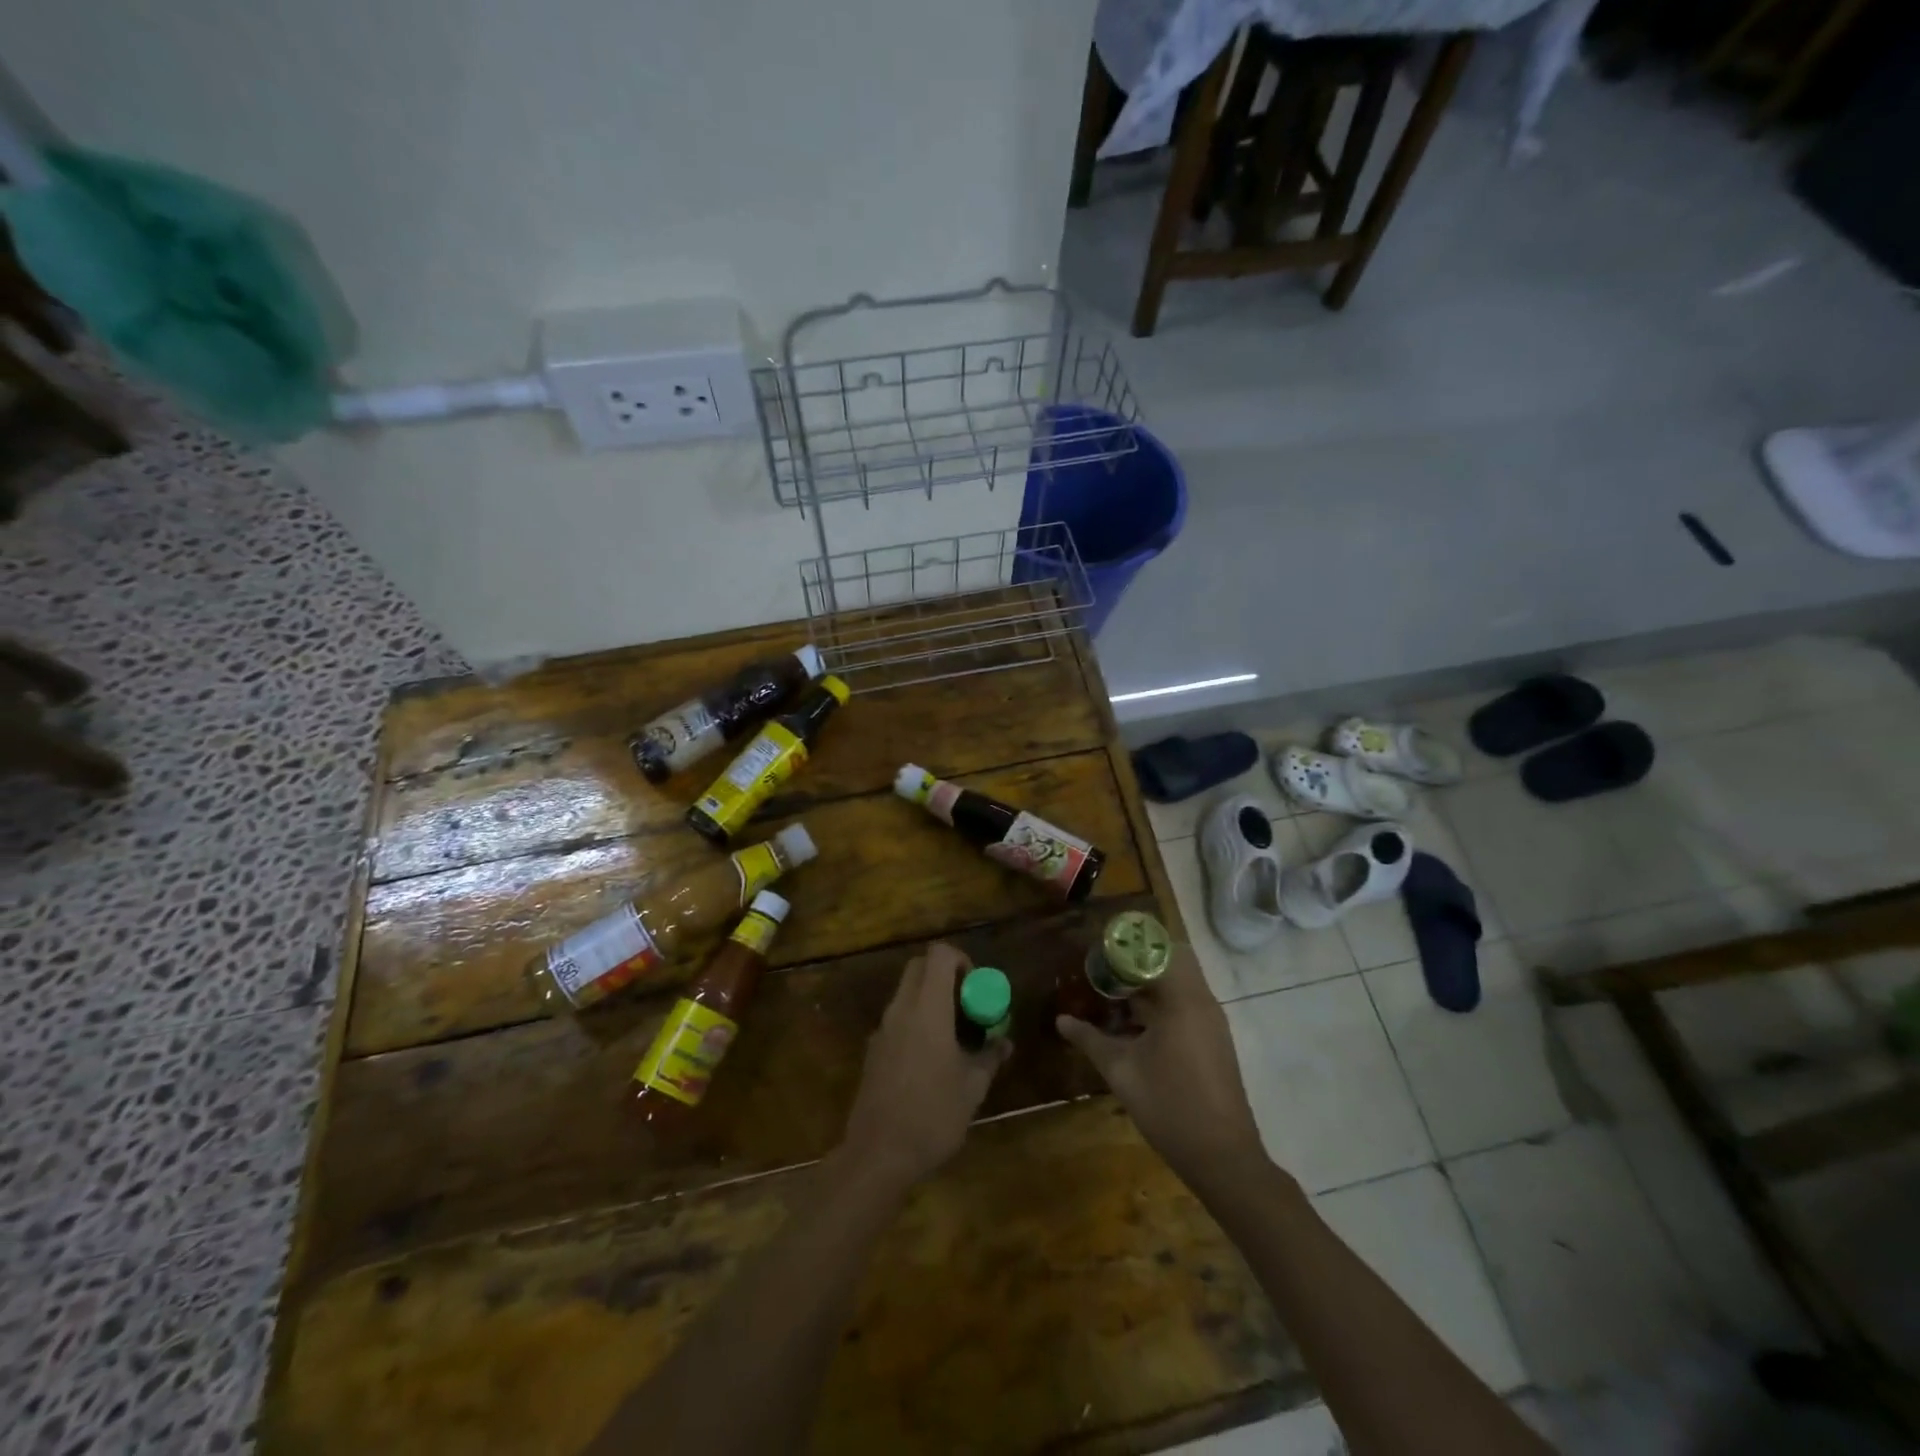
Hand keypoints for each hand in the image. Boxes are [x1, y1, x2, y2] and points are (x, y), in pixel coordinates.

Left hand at [838, 943, 1012, 1193]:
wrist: (878, 1155)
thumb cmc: (932, 1115)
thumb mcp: (973, 1088)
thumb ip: (989, 1057)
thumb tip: (1004, 1042)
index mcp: (927, 1009)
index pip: (938, 955)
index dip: (961, 960)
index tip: (976, 986)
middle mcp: (901, 1010)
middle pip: (919, 968)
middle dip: (944, 975)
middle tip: (967, 1004)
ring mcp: (882, 1030)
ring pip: (906, 993)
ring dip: (930, 999)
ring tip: (954, 1034)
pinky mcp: (873, 1051)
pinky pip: (897, 1019)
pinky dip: (916, 1021)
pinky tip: (931, 1059)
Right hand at [1057, 946, 1265, 1186]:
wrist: (1223, 1158)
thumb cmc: (1169, 1106)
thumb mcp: (1121, 1071)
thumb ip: (1090, 1040)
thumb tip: (1061, 1020)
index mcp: (1182, 1000)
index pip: (1156, 951)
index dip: (1125, 950)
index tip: (1098, 957)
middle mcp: (1201, 1002)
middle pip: (1171, 961)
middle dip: (1137, 965)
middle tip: (1105, 977)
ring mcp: (1211, 1022)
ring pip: (1178, 985)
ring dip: (1148, 987)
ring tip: (1112, 1002)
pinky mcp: (1213, 1040)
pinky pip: (1186, 1006)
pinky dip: (1161, 1006)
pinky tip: (1133, 1029)